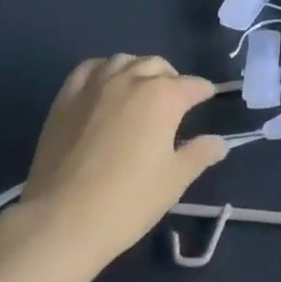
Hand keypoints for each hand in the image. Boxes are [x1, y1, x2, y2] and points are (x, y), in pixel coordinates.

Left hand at [15, 55, 226, 269]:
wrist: (61, 221)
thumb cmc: (127, 201)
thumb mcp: (173, 181)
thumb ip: (199, 155)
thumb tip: (219, 142)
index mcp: (163, 97)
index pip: (192, 85)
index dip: (203, 91)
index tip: (206, 98)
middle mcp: (131, 79)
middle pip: (158, 66)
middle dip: (171, 78)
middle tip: (174, 100)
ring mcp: (96, 85)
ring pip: (124, 60)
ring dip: (138, 70)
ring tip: (139, 89)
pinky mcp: (66, 98)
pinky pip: (89, 69)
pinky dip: (103, 70)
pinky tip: (104, 85)